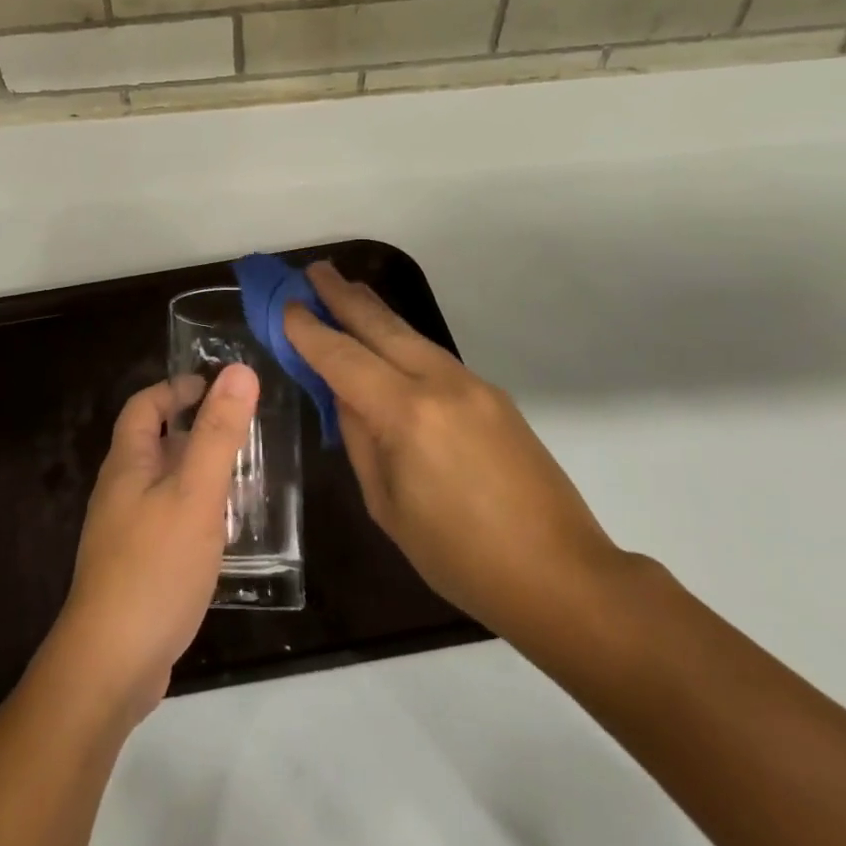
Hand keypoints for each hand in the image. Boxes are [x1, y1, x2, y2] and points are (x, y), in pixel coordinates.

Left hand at [52, 366, 259, 716]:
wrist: (112, 664)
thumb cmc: (155, 566)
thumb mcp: (195, 493)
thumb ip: (218, 433)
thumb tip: (239, 371)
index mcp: (127, 464)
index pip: (144, 406)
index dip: (176, 389)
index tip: (215, 386)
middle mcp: (121, 491)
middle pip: (155, 443)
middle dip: (195, 431)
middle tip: (243, 431)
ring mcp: (126, 532)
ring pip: (166, 485)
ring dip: (199, 473)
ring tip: (245, 477)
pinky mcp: (138, 567)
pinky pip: (170, 521)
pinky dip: (197, 512)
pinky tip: (226, 532)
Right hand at [284, 264, 623, 649]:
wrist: (560, 575)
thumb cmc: (460, 557)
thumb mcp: (387, 505)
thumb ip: (360, 439)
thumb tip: (345, 395)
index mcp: (407, 414)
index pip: (343, 357)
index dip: (309, 330)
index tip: (285, 305)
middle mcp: (440, 384)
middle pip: (381, 326)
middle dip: (342, 295)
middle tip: (313, 270)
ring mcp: (472, 384)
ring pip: (410, 333)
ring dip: (373, 310)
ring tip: (345, 288)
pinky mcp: (492, 394)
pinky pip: (433, 355)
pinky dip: (401, 338)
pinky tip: (388, 340)